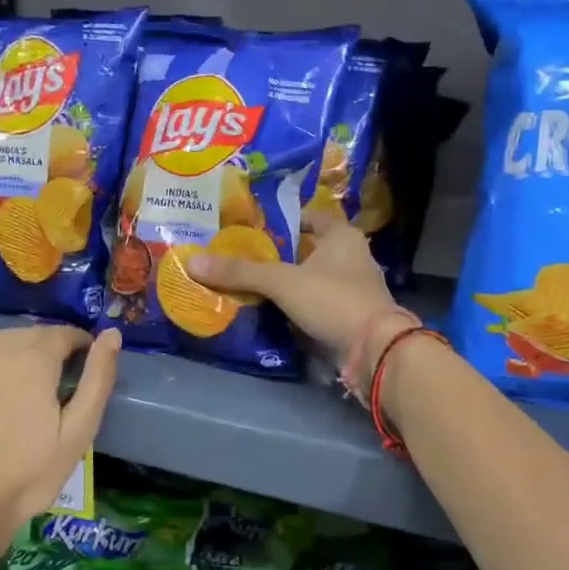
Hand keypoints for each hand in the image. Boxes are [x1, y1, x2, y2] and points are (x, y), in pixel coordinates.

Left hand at [0, 325, 120, 553]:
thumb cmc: (30, 473)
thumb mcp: (79, 430)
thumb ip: (98, 378)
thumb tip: (113, 333)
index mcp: (35, 358)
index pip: (67, 334)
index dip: (83, 348)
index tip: (87, 372)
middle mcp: (1, 348)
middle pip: (37, 334)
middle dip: (55, 349)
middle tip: (62, 385)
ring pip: (8, 338)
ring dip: (25, 350)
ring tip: (32, 384)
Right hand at [188, 208, 400, 384]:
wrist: (375, 352)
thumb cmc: (333, 301)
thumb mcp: (282, 282)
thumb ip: (240, 272)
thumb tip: (193, 261)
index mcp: (343, 237)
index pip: (310, 217)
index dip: (284, 219)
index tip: (253, 227)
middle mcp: (352, 258)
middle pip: (309, 250)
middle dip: (280, 255)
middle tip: (243, 256)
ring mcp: (353, 290)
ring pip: (312, 280)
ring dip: (288, 284)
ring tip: (250, 284)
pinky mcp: (349, 318)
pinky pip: (317, 306)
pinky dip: (297, 308)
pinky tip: (272, 313)